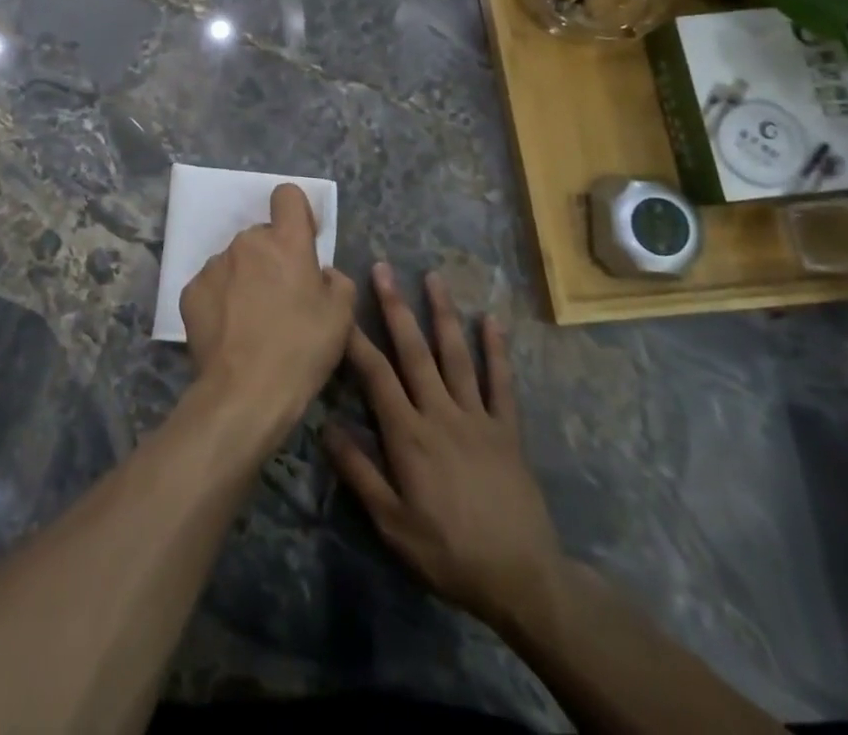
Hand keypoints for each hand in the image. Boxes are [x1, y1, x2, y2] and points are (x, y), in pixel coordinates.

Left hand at [180, 184, 356, 434]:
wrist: (244, 393)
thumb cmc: (301, 349)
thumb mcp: (342, 316)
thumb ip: (336, 280)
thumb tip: (320, 274)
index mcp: (286, 241)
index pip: (287, 195)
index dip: (297, 213)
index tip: (303, 242)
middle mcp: (246, 243)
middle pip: (261, 236)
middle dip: (272, 257)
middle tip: (282, 297)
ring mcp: (214, 265)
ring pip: (236, 261)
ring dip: (246, 278)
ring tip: (253, 320)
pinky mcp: (190, 291)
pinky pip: (213, 285)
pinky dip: (222, 299)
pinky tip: (230, 330)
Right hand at [324, 265, 570, 632]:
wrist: (522, 579)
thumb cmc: (449, 553)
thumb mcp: (392, 524)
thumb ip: (359, 472)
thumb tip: (325, 426)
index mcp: (409, 435)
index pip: (376, 375)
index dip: (355, 338)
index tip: (339, 305)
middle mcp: (441, 413)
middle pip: (414, 351)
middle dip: (395, 307)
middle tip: (382, 269)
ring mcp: (478, 416)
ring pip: (456, 355)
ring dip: (443, 314)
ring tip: (432, 276)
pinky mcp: (507, 428)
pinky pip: (501, 382)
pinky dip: (497, 350)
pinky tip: (492, 320)